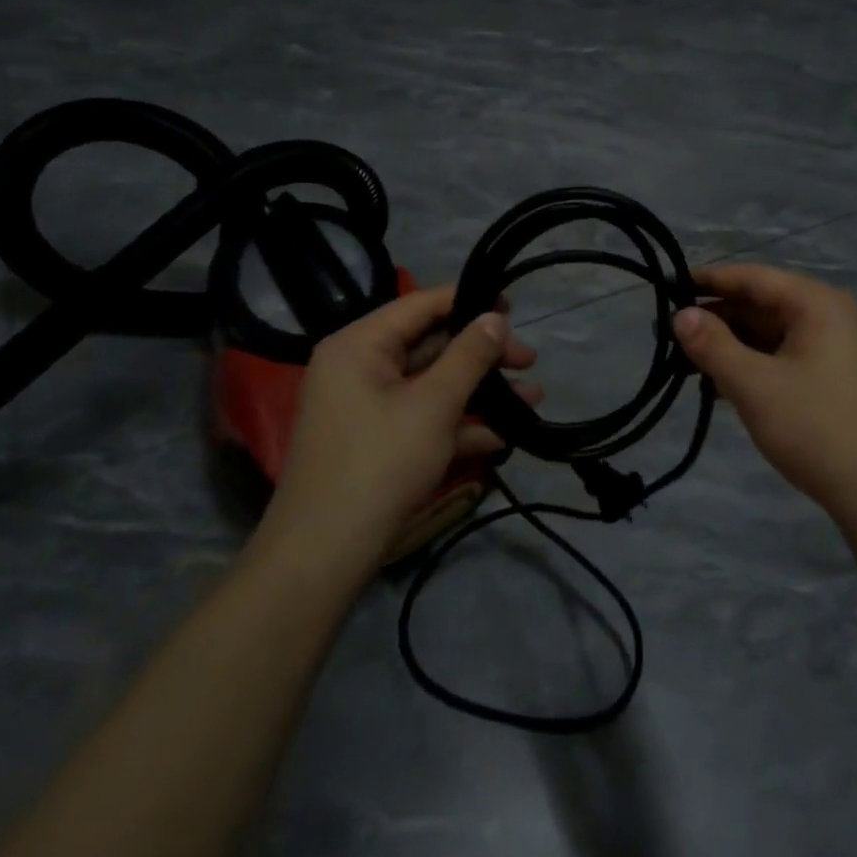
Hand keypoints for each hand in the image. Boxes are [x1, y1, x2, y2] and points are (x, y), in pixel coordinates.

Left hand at [255, 286, 538, 567]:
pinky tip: (501, 437)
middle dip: (483, 357)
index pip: (421, 305)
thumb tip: (495, 317)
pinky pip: (422, 417)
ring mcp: (367, 407)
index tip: (513, 306)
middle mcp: (359, 367)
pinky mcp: (377, 441)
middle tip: (529, 362)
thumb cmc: (380, 463)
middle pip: (431, 345)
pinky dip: (458, 423)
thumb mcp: (434, 403)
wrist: (325, 554)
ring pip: (432, 385)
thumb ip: (469, 355)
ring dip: (480, 392)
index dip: (469, 301)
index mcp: (360, 344)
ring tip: (532, 399)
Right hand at [672, 264, 856, 517]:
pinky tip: (718, 385)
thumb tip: (679, 315)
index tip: (667, 287)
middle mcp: (826, 316)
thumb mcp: (754, 385)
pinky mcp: (829, 378)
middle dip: (715, 317)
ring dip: (729, 345)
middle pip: (760, 303)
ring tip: (686, 362)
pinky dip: (749, 365)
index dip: (708, 280)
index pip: (752, 277)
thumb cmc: (815, 427)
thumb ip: (712, 345)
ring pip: (767, 333)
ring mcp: (831, 348)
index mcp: (815, 304)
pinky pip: (779, 357)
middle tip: (669, 334)